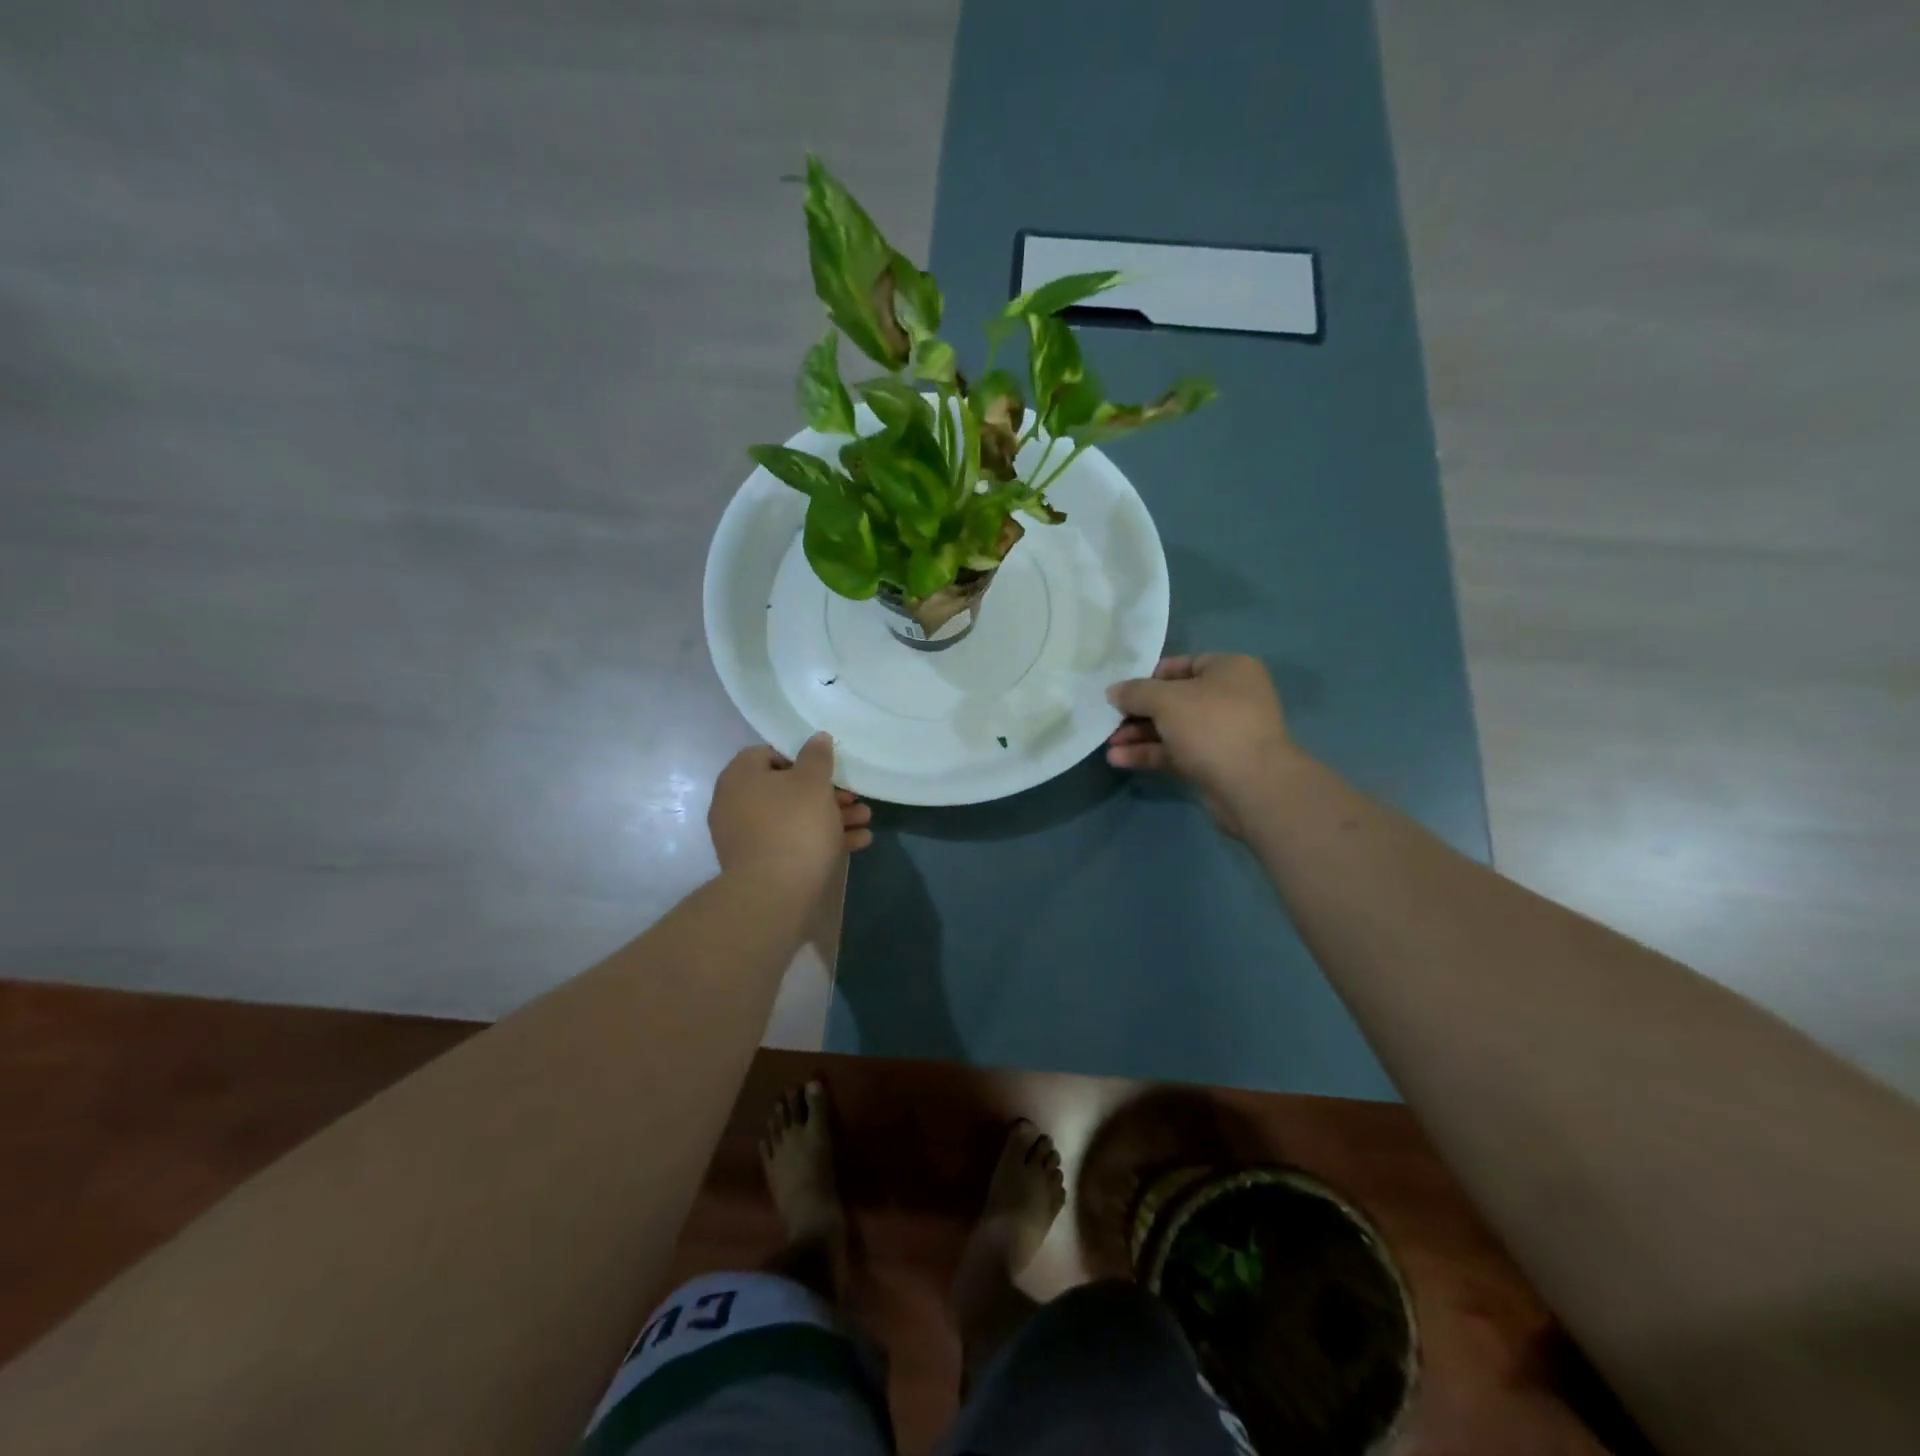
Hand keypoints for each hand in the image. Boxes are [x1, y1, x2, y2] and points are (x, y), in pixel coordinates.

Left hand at [708, 734, 873, 887]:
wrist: (775, 892)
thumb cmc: (794, 824)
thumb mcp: (813, 782)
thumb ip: (817, 756)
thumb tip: (816, 737)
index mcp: (740, 776)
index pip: (769, 753)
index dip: (802, 758)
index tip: (828, 769)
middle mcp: (735, 803)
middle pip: (786, 789)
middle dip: (826, 793)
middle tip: (855, 798)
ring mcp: (745, 836)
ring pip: (793, 817)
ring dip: (831, 817)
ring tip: (865, 821)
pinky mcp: (759, 864)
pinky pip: (792, 842)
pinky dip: (821, 840)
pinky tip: (857, 843)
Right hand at [1106, 654, 1296, 836]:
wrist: (1252, 786)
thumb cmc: (1212, 726)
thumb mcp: (1166, 700)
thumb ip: (1136, 692)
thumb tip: (1113, 691)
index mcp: (1229, 670)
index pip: (1182, 665)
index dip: (1148, 676)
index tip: (1121, 690)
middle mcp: (1230, 697)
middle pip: (1174, 700)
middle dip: (1138, 712)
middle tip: (1108, 720)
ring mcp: (1223, 733)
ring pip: (1173, 729)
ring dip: (1139, 736)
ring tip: (1107, 744)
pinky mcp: (1214, 763)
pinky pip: (1176, 752)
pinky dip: (1150, 754)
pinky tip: (1119, 759)